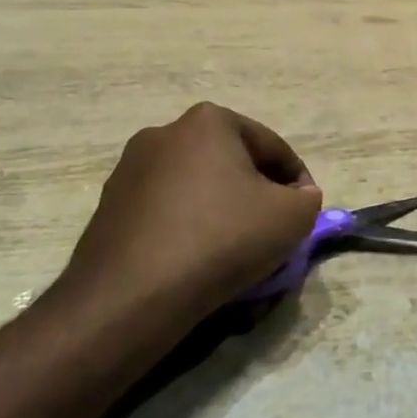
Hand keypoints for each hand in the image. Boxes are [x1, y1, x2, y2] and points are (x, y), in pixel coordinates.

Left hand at [43, 103, 322, 337]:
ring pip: (197, 188)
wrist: (132, 296)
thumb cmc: (222, 239)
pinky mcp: (108, 207)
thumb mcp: (292, 217)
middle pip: (232, 164)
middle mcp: (164, 133)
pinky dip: (188, 229)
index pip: (272, 148)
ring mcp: (129, 169)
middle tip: (273, 232)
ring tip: (236, 252)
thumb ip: (307, 199)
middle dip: (256, 194)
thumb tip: (299, 197)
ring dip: (221, 212)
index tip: (305, 214)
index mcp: (209, 121)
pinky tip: (198, 262)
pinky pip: (166, 213)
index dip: (298, 182)